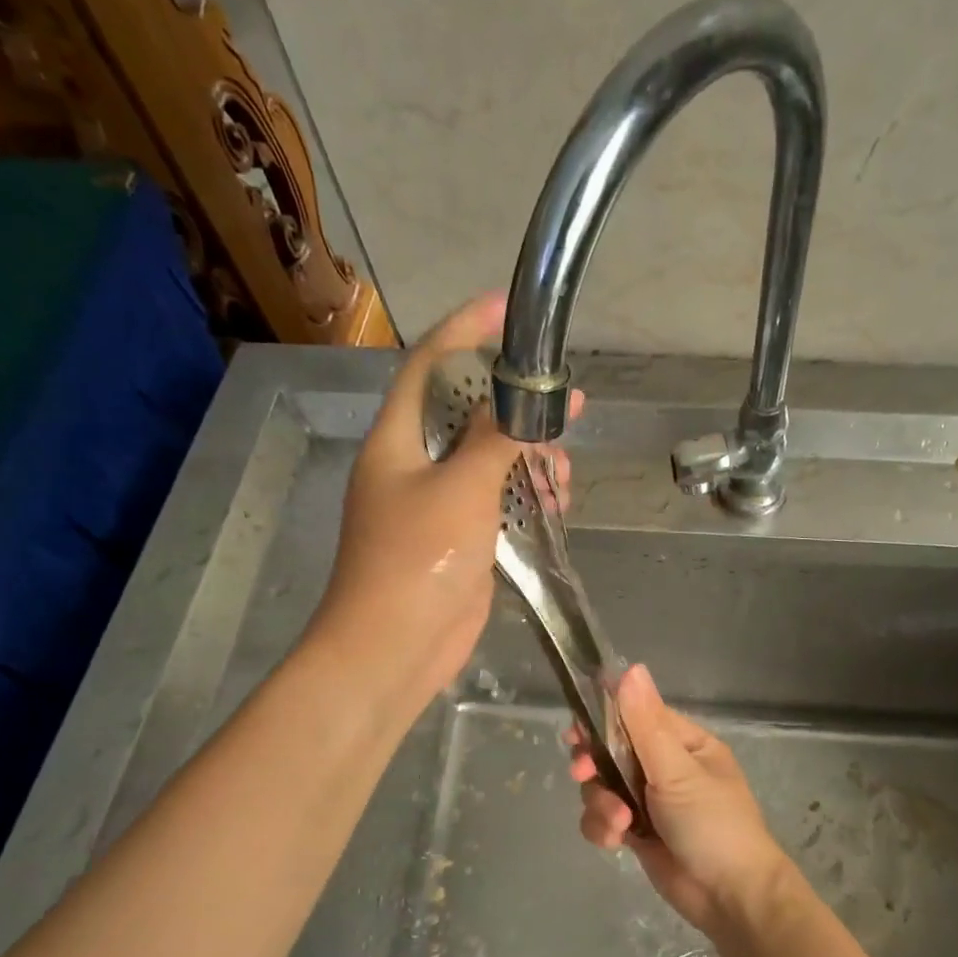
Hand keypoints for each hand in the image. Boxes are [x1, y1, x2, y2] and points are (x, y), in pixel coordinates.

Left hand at [311, 293, 573, 718]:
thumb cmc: (417, 561)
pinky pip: (498, 501)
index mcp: (398, 440)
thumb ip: (495, 439)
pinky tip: (555, 504)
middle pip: (467, 411)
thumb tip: (530, 398)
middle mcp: (415, 464)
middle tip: (562, 408)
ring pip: (489, 460)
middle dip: (515, 406)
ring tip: (562, 474)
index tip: (508, 308)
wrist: (394, 647)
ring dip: (529, 458)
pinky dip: (526, 497)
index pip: (429, 365)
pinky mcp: (461, 538)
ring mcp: (438, 503)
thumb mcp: (460, 489)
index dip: (466, 330)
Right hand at [566, 665, 793, 933]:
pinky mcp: (638, 832)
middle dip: (595, 765)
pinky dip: (603, 828)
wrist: (730, 898)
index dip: (603, 720)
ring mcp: (650, 800)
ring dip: (601, 804)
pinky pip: (604, 818)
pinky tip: (616, 842)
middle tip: (584, 773)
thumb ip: (645, 723)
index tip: (577, 731)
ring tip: (620, 823)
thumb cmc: (712, 824)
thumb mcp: (677, 770)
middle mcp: (666, 767)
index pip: (635, 716)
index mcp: (684, 743)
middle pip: (611, 751)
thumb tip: (631, 668)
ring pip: (602, 786)